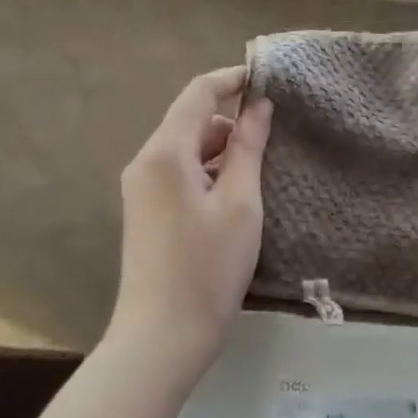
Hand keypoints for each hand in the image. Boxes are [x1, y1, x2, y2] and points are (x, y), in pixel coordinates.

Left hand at [108, 66, 272, 377]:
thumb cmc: (208, 268)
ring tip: (262, 169)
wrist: (162, 338)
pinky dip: (210, 170)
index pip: (199, 93)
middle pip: (192, 119)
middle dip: (232, 119)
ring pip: (188, 147)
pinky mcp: (147, 211)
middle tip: (276, 134)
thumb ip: (249, 147)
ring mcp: (142, 188)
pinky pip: (180, 172)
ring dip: (223, 148)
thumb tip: (259, 105)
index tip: (270, 80)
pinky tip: (236, 194)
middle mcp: (146, 162)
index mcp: (165, 153)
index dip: (233, 79)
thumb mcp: (241, 203)